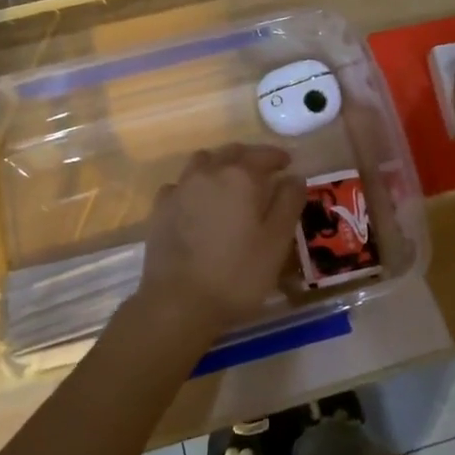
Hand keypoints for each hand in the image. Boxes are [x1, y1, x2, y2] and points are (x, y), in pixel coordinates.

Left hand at [133, 144, 306, 340]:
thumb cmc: (237, 274)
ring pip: (203, 161)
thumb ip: (289, 203)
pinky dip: (194, 185)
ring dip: (219, 164)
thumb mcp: (277, 242)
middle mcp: (209, 172)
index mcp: (241, 177)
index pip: (264, 155)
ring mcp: (180, 188)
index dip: (278, 157)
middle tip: (263, 171)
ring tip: (229, 182)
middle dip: (250, 157)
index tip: (288, 163)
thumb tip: (294, 177)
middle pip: (232, 152)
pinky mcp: (160, 208)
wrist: (178, 302)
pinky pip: (181, 184)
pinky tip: (197, 202)